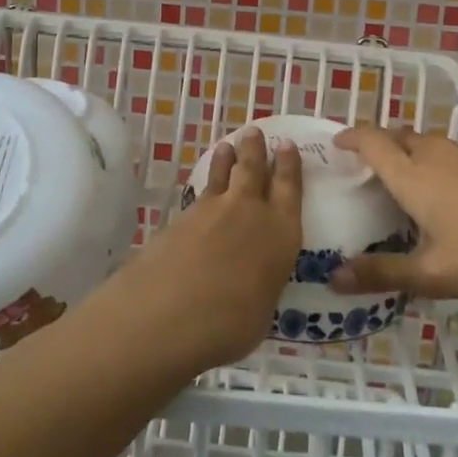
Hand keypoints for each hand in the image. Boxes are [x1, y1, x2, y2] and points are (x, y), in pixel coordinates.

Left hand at [110, 128, 301, 371]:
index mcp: (280, 233)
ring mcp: (211, 211)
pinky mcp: (181, 218)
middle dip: (256, 149)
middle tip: (254, 131)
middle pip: (254, 170)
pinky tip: (202, 190)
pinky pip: (200, 194)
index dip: (289, 165)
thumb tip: (253, 282)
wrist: (167, 313)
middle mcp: (249, 212)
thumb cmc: (230, 324)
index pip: (290, 189)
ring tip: (227, 145)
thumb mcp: (261, 312)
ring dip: (227, 159)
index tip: (288, 145)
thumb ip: (261, 285)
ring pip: (223, 175)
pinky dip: (205, 184)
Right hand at [329, 126, 457, 299]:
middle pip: (400, 136)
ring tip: (415, 179)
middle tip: (374, 168)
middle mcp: (437, 154)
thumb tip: (332, 279)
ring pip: (432, 142)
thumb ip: (382, 274)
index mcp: (412, 175)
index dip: (351, 136)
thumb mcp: (432, 274)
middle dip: (382, 145)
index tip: (338, 142)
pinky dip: (446, 162)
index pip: (372, 141)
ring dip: (415, 152)